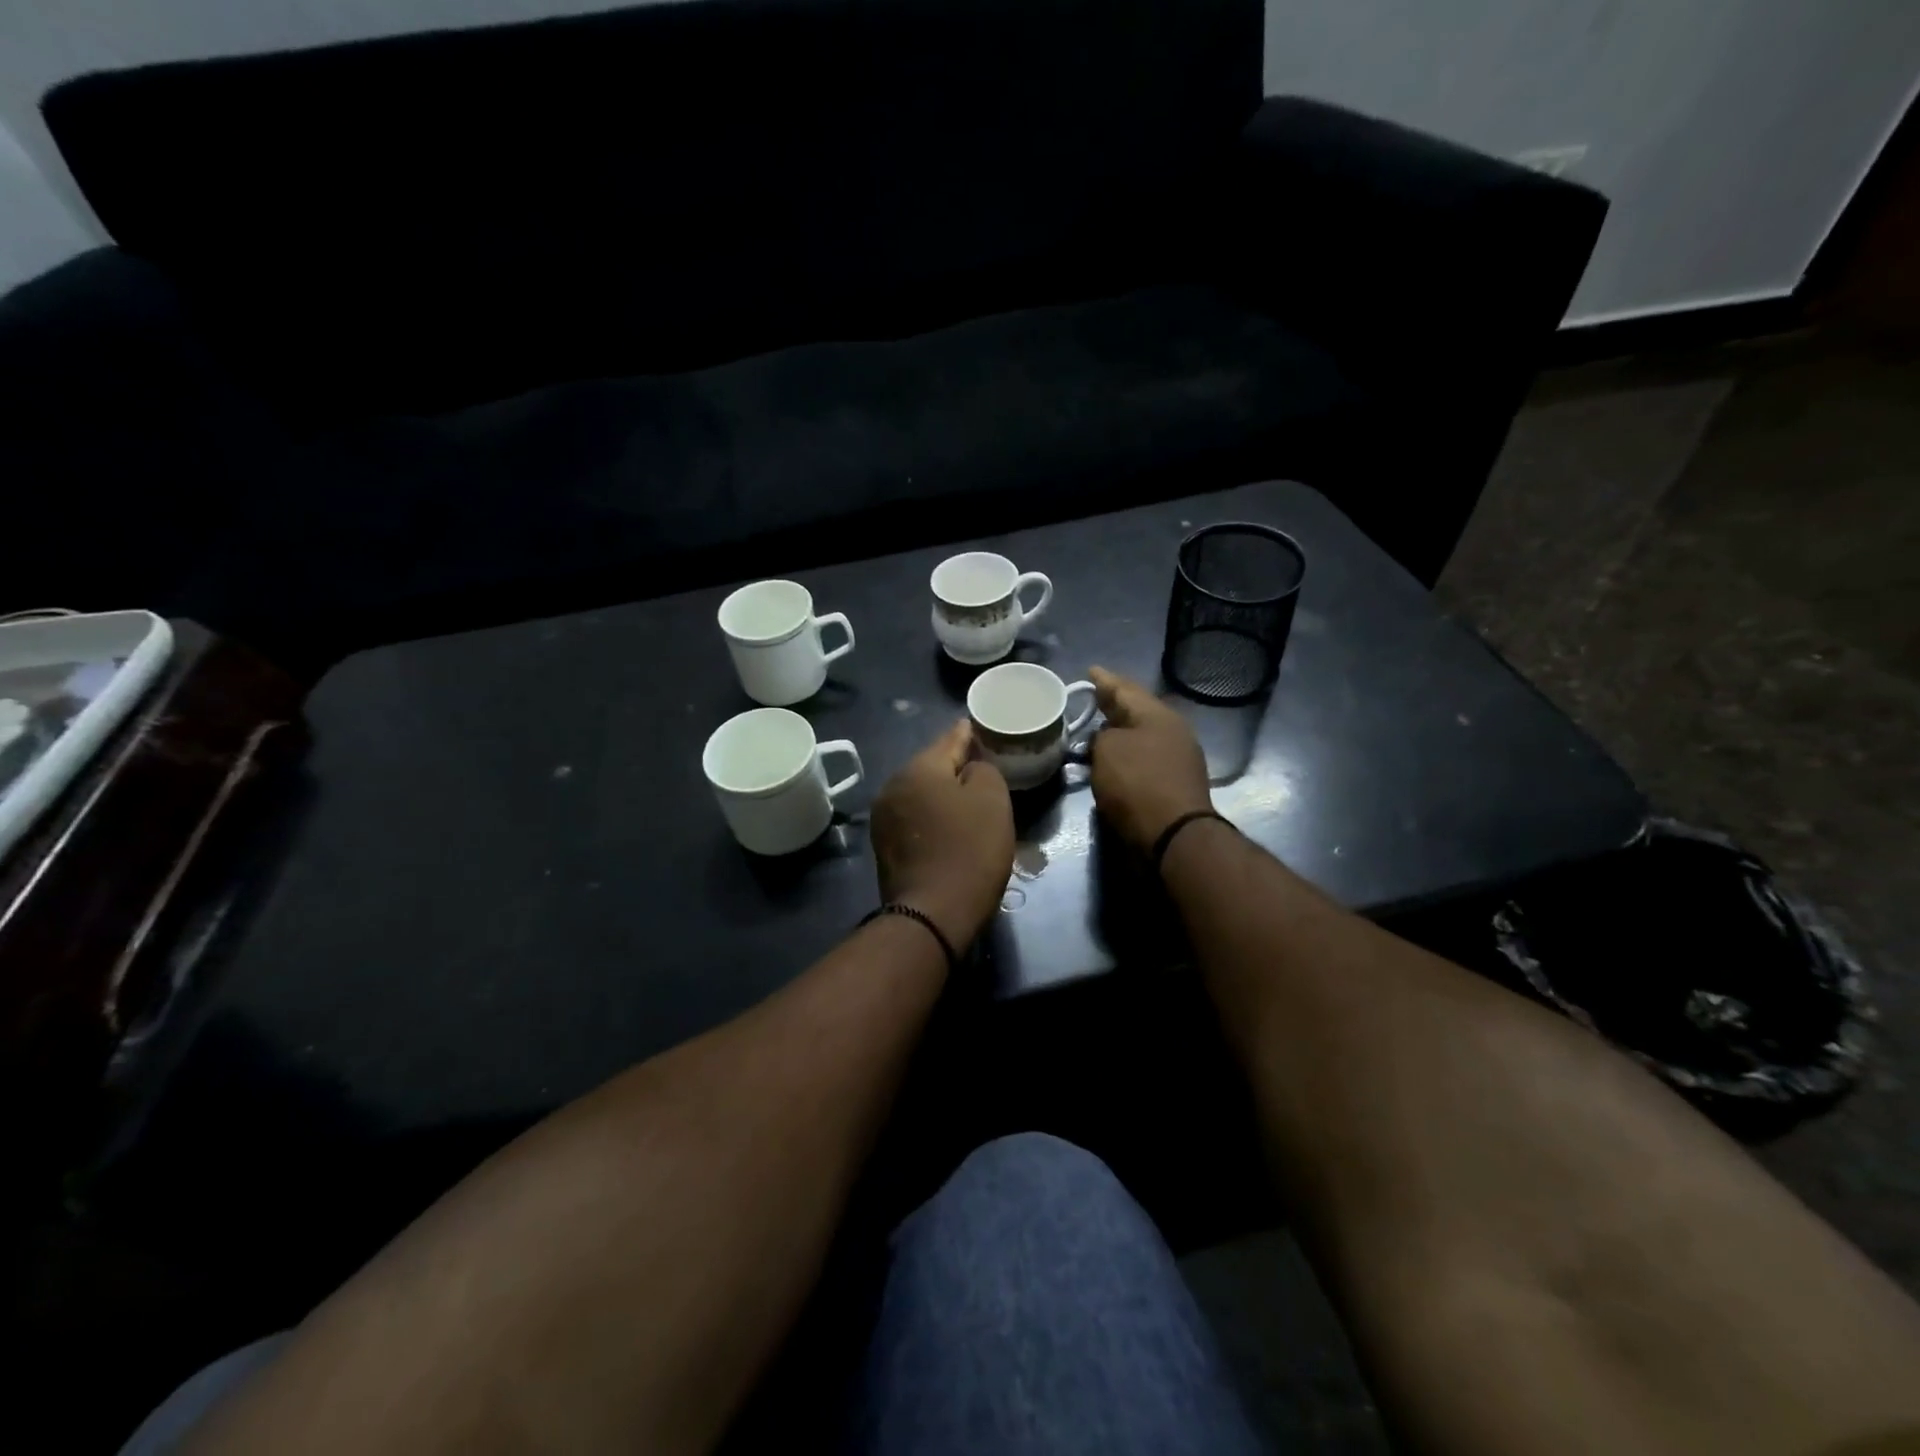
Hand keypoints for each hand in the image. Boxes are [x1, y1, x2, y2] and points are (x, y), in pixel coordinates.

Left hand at [871, 720, 1014, 951]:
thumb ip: (983, 768)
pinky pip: (914, 818)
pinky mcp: (884, 846)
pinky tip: (949, 827)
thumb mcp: (992, 799)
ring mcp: (884, 818)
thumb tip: (969, 769)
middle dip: (956, 766)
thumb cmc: (969, 850)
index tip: (982, 728)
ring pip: (921, 793)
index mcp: (918, 768)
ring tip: (968, 800)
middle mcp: (893, 786)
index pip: (950, 738)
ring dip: (942, 794)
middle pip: (931, 766)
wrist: (933, 914)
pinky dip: (931, 817)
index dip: (970, 733)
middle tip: (983, 769)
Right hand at [1088, 667, 1212, 851]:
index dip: (1104, 680)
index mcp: (1157, 714)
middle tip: (1092, 698)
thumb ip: (1101, 736)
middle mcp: (1172, 730)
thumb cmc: (1137, 784)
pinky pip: (1144, 758)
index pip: (1125, 688)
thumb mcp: (1107, 750)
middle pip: (1137, 711)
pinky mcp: (1175, 783)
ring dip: (1119, 732)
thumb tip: (1107, 739)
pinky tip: (1112, 759)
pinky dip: (1127, 755)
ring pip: (1141, 735)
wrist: (1173, 835)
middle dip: (1114, 705)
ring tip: (1096, 729)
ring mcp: (1177, 758)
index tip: (1090, 671)